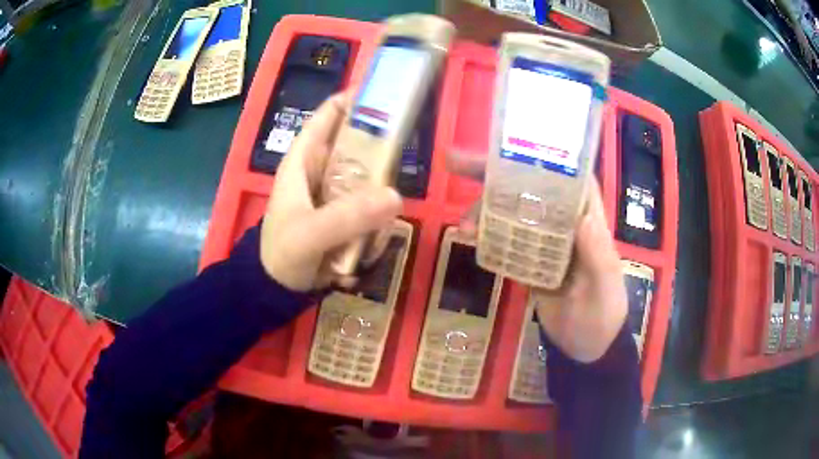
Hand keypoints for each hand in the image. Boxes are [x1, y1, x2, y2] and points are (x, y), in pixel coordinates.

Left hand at [260, 93, 402, 291]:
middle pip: (356, 146)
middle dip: (379, 155)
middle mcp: (321, 171)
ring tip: (371, 237)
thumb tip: (396, 196)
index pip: (325, 119)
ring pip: (370, 182)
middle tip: (400, 166)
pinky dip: (376, 227)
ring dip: (378, 204)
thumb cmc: (281, 254)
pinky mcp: (347, 217)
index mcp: (302, 162)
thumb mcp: (308, 234)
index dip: (350, 101)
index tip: (383, 93)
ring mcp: (336, 195)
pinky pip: (371, 210)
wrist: (277, 290)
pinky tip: (365, 252)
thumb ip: (346, 217)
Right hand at [448, 151, 626, 362]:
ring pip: (511, 213)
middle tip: (457, 164)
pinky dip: (486, 236)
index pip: (567, 177)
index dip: (541, 156)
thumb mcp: (605, 288)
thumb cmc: (603, 315)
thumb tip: (583, 217)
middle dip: (496, 174)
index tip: (507, 147)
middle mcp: (564, 224)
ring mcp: (544, 243)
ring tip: (463, 226)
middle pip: (531, 188)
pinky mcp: (529, 261)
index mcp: (587, 220)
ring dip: (485, 211)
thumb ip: (597, 255)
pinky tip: (469, 239)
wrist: (587, 347)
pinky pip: (504, 241)